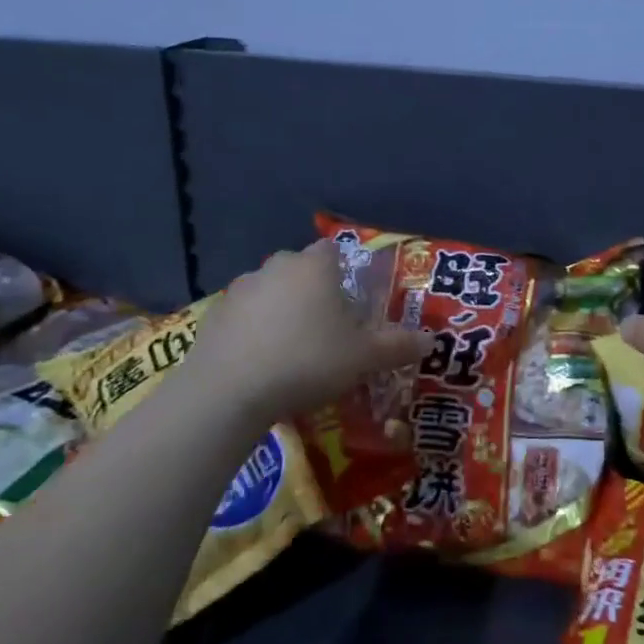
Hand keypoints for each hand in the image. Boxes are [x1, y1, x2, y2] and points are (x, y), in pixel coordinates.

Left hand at [179, 241, 433, 425]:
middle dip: (314, 291)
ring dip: (282, 310)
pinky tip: (261, 362)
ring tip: (293, 349)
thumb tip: (431, 341)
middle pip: (301, 270)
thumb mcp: (363, 358)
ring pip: (271, 291)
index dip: (346, 270)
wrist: (227, 393)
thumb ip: (398, 346)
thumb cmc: (307, 361)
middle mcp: (276, 267)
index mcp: (314, 266)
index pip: (334, 250)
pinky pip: (244, 317)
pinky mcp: (212, 316)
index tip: (353, 301)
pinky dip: (254, 331)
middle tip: (328, 327)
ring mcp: (240, 290)